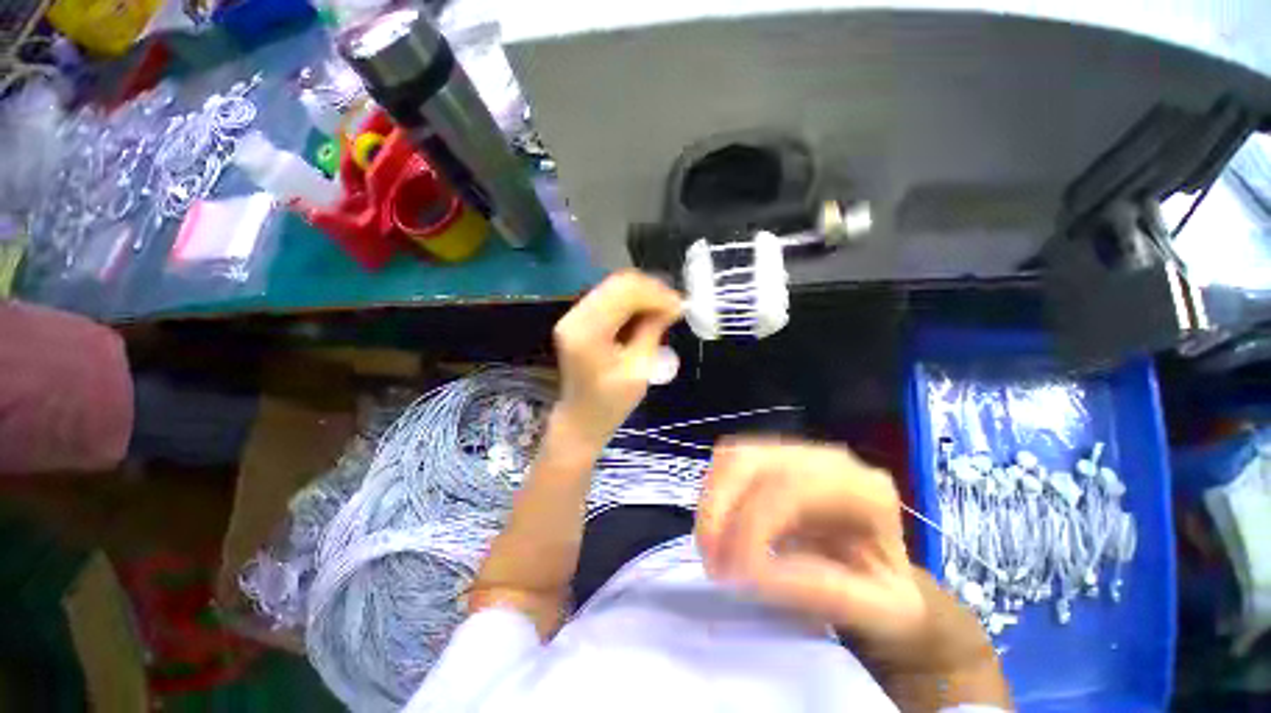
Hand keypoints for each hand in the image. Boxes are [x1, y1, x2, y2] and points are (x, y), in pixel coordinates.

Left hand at [552, 271, 682, 445]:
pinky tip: (645, 315)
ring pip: (614, 286)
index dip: (657, 294)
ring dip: (642, 295)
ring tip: (663, 312)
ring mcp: (573, 315)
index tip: (680, 307)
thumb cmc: (611, 403)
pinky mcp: (578, 318)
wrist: (580, 418)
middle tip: (674, 308)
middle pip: (618, 283)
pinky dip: (631, 301)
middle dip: (651, 291)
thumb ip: (652, 331)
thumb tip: (672, 304)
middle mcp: (575, 316)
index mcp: (588, 332)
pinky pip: (609, 297)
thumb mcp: (639, 370)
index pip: (625, 292)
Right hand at [696, 438, 925, 648]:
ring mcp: (794, 450)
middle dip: (720, 510)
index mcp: (863, 488)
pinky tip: (720, 529)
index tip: (733, 575)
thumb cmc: (887, 594)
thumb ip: (824, 592)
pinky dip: (713, 494)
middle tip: (710, 563)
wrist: (881, 572)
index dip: (753, 525)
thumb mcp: (883, 612)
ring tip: (711, 551)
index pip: (792, 488)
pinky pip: (726, 461)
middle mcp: (825, 457)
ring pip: (732, 456)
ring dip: (712, 503)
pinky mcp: (770, 456)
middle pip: (751, 461)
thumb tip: (752, 573)